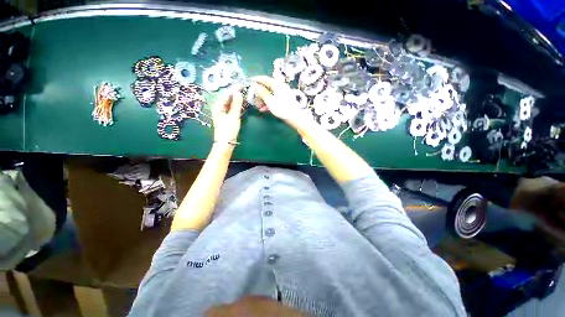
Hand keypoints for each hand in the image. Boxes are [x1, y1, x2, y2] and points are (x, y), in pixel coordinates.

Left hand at [212, 88, 242, 143]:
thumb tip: (238, 92)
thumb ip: (236, 104)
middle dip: (235, 93)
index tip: (242, 84)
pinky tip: (242, 104)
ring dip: (237, 99)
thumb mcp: (233, 116)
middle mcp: (219, 108)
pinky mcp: (227, 118)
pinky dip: (237, 106)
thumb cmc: (228, 130)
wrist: (225, 143)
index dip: (233, 89)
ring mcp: (223, 113)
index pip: (226, 94)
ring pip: (230, 103)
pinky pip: (231, 108)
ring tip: (245, 95)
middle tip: (244, 89)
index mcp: (217, 106)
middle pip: (227, 98)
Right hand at [251, 76, 312, 128]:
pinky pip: (274, 99)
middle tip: (253, 100)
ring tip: (259, 107)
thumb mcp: (270, 101)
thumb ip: (262, 93)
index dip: (256, 80)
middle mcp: (280, 87)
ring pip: (270, 94)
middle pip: (266, 87)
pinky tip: (264, 109)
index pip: (264, 79)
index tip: (248, 82)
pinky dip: (268, 103)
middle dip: (259, 93)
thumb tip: (255, 86)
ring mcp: (283, 94)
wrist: (295, 118)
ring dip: (263, 100)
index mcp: (277, 84)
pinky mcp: (284, 100)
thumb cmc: (282, 109)